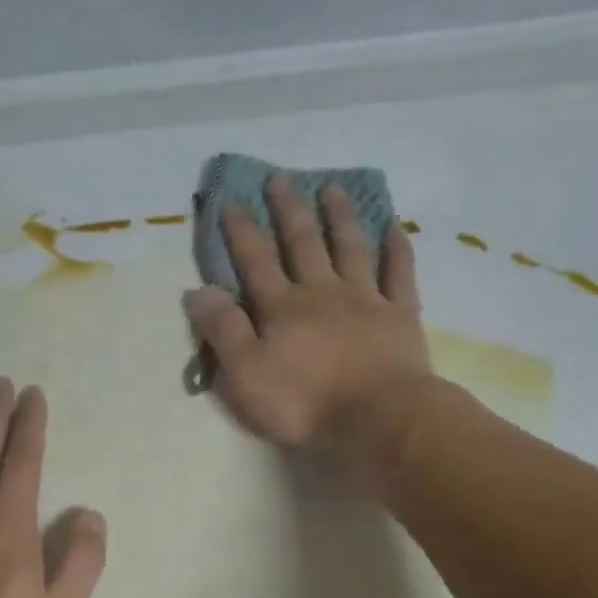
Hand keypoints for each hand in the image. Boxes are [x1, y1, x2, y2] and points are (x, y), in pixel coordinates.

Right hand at [184, 173, 430, 448]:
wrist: (377, 418)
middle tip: (279, 178)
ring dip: (339, 217)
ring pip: (350, 248)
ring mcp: (365, 300)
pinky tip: (395, 227)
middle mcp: (321, 292)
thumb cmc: (303, 402)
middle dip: (288, 210)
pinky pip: (399, 274)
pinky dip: (397, 249)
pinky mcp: (399, 315)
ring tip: (332, 188)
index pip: (255, 261)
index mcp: (281, 308)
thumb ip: (222, 331)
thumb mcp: (244, 374)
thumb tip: (198, 291)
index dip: (241, 231)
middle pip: (302, 243)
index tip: (231, 201)